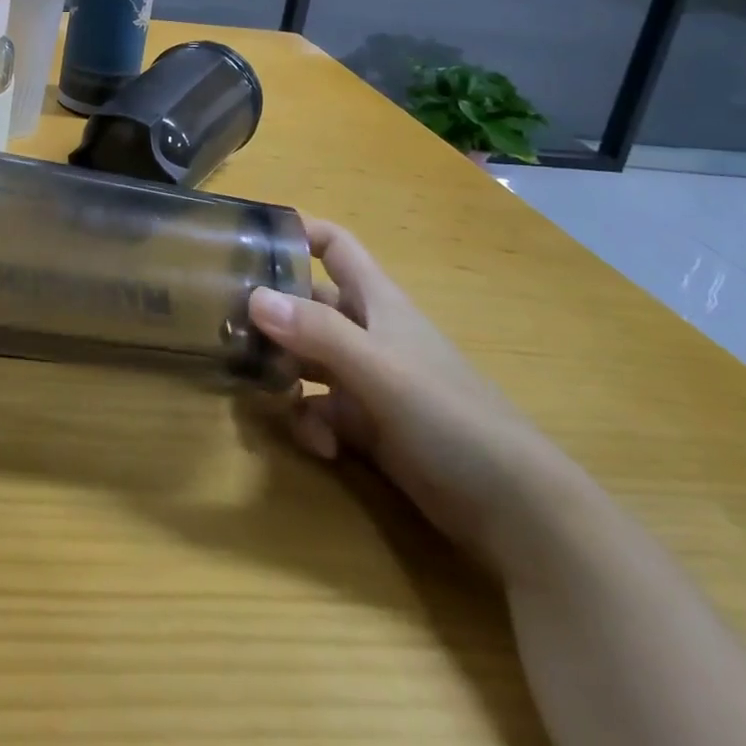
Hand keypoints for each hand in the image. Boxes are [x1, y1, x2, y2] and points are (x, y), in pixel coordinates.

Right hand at [248, 218, 580, 575]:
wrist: (518, 512)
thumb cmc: (450, 417)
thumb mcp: (380, 369)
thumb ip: (317, 333)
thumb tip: (253, 298)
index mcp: (377, 302)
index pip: (334, 246)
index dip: (298, 233)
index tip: (250, 240)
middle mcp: (369, 333)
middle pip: (308, 304)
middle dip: (272, 314)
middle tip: (227, 327)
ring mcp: (369, 381)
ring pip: (308, 360)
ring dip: (283, 372)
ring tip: (259, 390)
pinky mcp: (371, 427)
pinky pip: (322, 410)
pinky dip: (311, 423)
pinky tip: (318, 445)